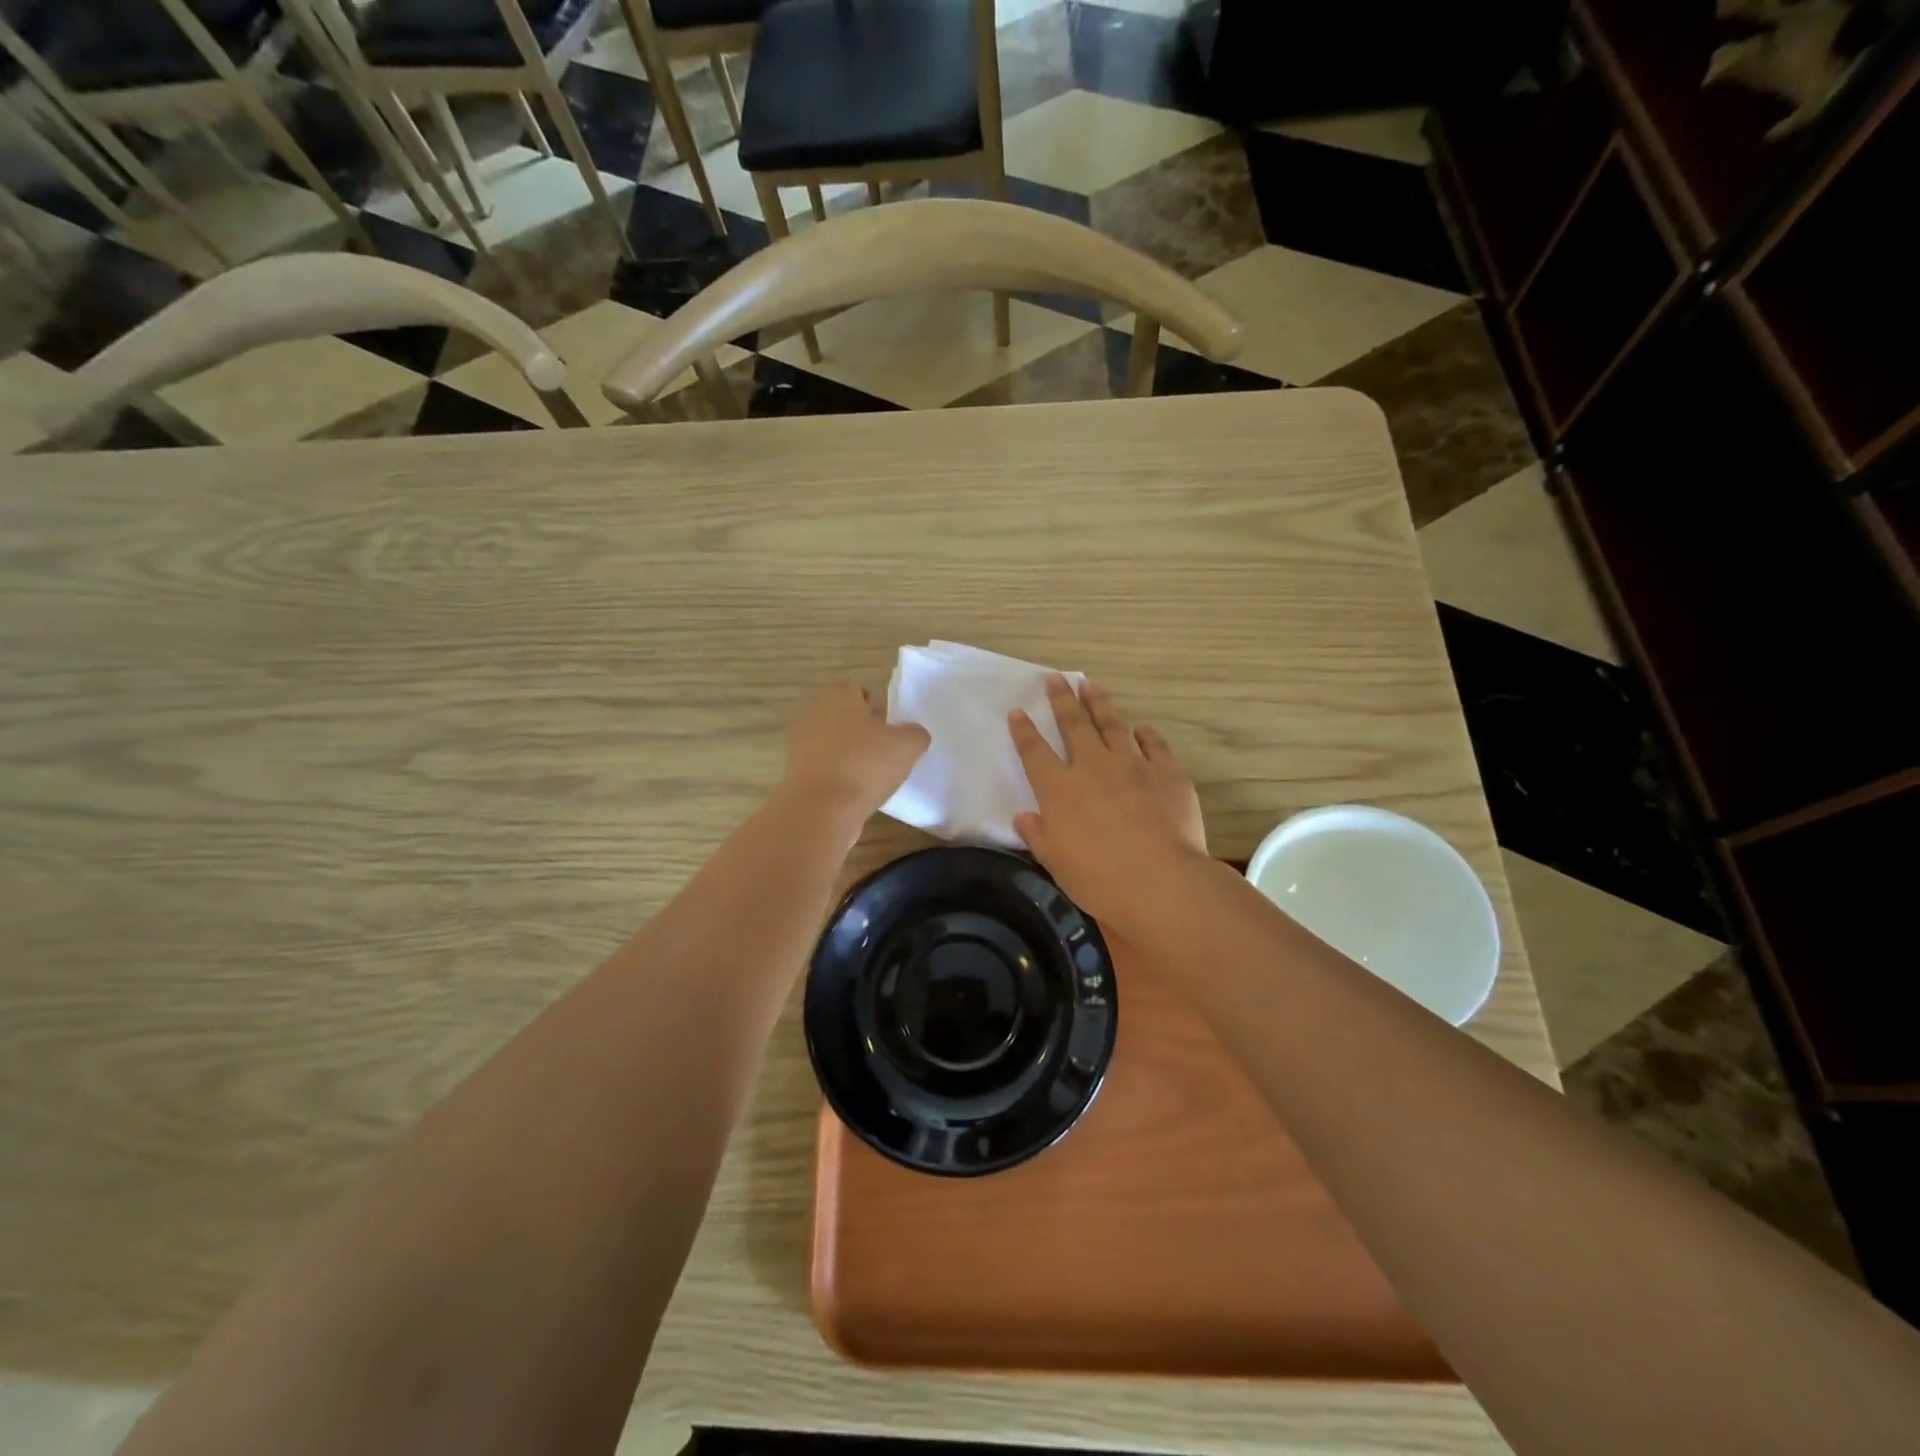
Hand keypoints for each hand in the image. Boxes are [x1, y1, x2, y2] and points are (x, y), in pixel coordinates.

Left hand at [780, 684, 929, 837]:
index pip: (860, 693)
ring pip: (831, 743)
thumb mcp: (908, 746)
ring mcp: (798, 743)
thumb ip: (916, 733)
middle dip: (861, 733)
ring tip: (869, 777)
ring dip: (848, 756)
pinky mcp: (793, 771)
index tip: (890, 733)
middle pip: (844, 718)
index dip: (878, 711)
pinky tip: (852, 792)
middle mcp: (813, 712)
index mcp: (838, 695)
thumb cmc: (865, 765)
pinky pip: (822, 767)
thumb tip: (914, 734)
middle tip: (884, 754)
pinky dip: (836, 776)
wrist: (821, 809)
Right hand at [1010, 677, 1207, 924]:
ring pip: (1111, 724)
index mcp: (1059, 790)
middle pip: (1073, 724)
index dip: (1024, 731)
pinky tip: (1140, 726)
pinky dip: (1145, 732)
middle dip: (1061, 699)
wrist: (1161, 881)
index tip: (1018, 711)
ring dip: (1099, 703)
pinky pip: (1154, 743)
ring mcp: (1132, 765)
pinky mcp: (1167, 772)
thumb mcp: (1056, 863)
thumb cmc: (1100, 879)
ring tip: (1090, 684)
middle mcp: (1092, 767)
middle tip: (1054, 678)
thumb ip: (1038, 835)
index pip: (1035, 752)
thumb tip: (1024, 817)